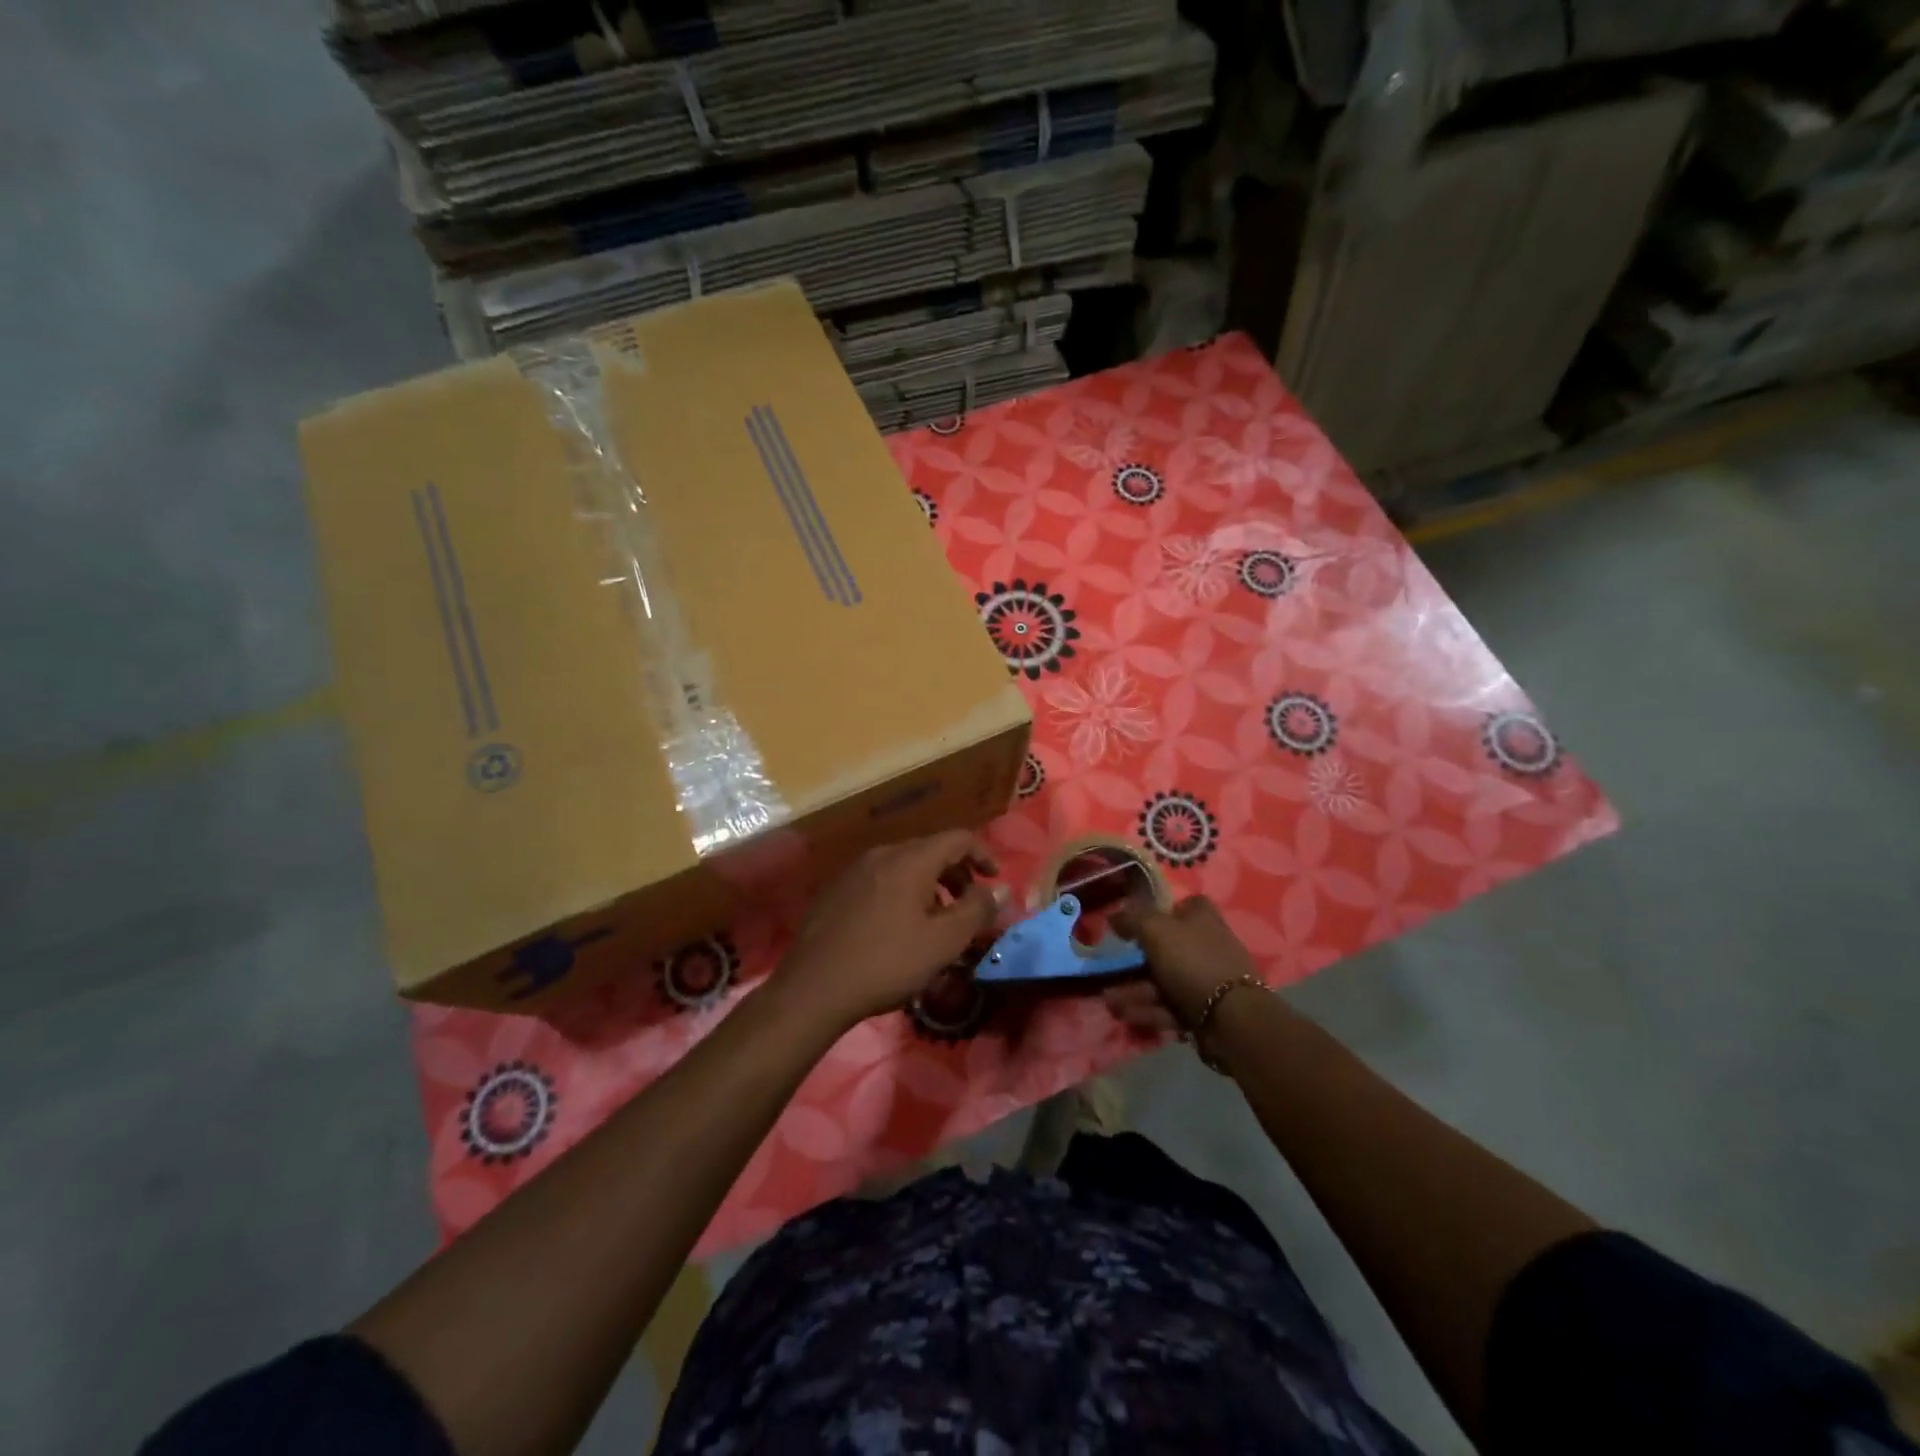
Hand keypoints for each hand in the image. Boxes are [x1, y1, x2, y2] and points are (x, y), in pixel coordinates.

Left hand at [775, 831, 1000, 1032]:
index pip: (957, 838)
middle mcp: (882, 855)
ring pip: (903, 866)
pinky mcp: (836, 890)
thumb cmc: (887, 962)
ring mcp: (854, 871)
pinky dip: (901, 893)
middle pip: (929, 850)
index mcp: (910, 860)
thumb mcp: (943, 942)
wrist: (814, 987)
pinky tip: (897, 928)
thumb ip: (976, 910)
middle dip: (956, 874)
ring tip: (935, 922)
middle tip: (967, 907)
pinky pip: (880, 880)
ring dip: (929, 886)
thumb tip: (1000, 889)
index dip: (982, 854)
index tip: (994, 880)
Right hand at [1103, 895, 1260, 1034]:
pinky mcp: (1204, 1009)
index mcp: (1202, 917)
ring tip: (1110, 1002)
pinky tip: (1125, 1015)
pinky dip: (1148, 1009)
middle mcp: (1206, 944)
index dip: (1157, 911)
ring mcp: (1206, 979)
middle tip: (1110, 969)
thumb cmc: (1192, 961)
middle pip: (1166, 947)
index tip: (1132, 923)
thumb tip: (1114, 914)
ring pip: (1164, 980)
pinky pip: (1170, 1005)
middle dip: (1134, 961)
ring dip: (1135, 990)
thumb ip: (1132, 917)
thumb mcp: (1156, 929)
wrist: (1231, 1018)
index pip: (1181, 905)